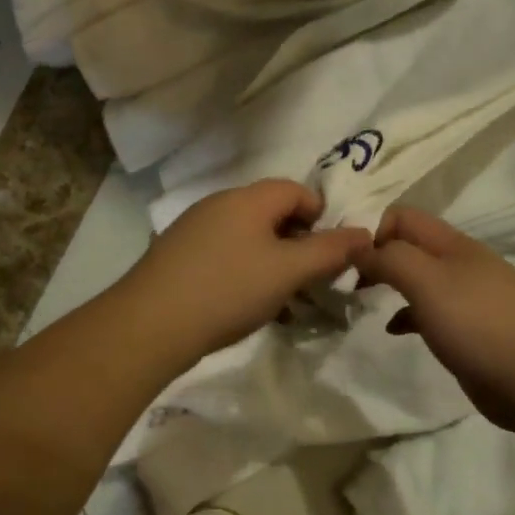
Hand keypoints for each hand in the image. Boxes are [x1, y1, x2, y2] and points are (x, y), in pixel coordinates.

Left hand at [119, 180, 371, 362]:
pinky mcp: (176, 255)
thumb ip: (329, 251)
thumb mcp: (288, 271)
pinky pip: (222, 255)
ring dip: (270, 262)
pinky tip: (242, 305)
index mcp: (247, 199)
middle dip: (296, 243)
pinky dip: (242, 272)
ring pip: (246, 237)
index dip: (320, 216)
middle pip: (270, 213)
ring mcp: (192, 229)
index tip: (329, 253)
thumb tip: (365, 233)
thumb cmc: (228, 290)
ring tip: (279, 299)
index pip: (296, 190)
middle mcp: (218, 204)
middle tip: (308, 279)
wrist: (150, 324)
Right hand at [354, 206, 514, 435]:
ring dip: (388, 286)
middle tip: (345, 281)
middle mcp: (459, 264)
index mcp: (453, 245)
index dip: (371, 229)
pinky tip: (394, 330)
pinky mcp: (467, 331)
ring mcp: (465, 298)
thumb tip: (359, 246)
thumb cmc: (480, 325)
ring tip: (360, 301)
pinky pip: (428, 312)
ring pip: (417, 280)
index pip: (402, 217)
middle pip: (408, 246)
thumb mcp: (429, 282)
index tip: (344, 259)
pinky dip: (407, 316)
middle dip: (375, 257)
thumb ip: (391, 259)